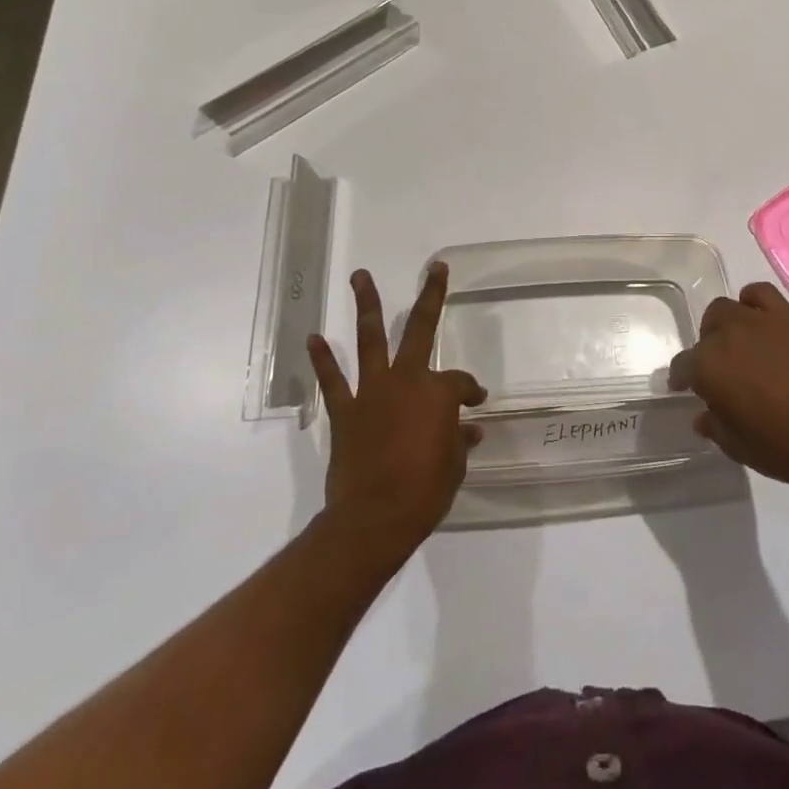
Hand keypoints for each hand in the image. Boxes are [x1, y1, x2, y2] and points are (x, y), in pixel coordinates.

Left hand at [307, 263, 485, 563]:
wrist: (373, 519)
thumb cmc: (425, 492)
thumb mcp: (454, 466)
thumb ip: (458, 441)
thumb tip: (469, 430)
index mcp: (438, 392)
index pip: (460, 382)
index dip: (470, 391)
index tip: (475, 403)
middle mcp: (406, 380)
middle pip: (420, 328)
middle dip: (430, 296)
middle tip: (435, 269)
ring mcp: (372, 392)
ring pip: (370, 338)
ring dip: (366, 305)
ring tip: (359, 276)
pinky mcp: (344, 411)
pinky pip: (332, 381)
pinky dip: (322, 360)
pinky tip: (313, 338)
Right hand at [668, 281, 788, 494]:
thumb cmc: (774, 446)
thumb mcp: (732, 444)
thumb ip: (712, 424)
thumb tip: (703, 416)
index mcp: (705, 367)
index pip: (682, 364)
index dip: (682, 377)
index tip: (685, 387)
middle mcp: (725, 336)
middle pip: (706, 329)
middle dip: (708, 346)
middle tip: (721, 367)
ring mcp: (757, 323)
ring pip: (728, 308)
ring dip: (727, 323)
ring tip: (740, 342)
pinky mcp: (787, 320)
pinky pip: (762, 293)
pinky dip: (754, 300)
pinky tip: (759, 318)